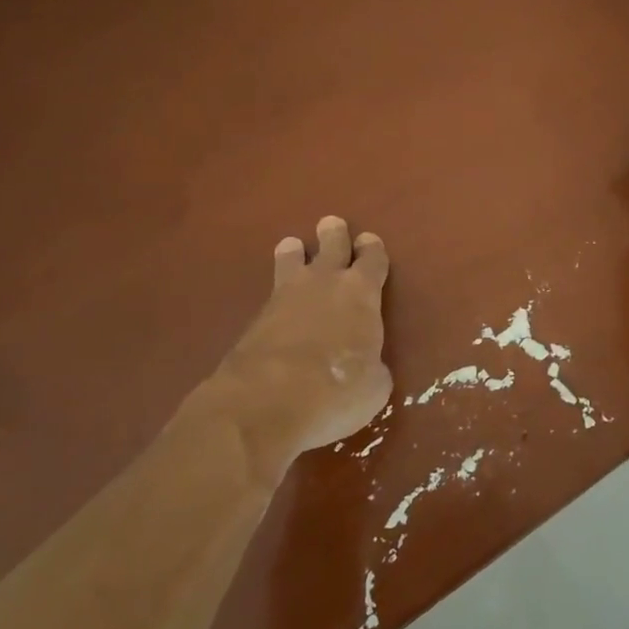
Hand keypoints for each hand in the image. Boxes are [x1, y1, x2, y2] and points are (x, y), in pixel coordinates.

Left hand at [193, 216, 391, 467]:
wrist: (265, 403)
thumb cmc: (337, 390)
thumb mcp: (374, 385)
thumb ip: (372, 365)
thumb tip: (366, 366)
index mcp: (361, 292)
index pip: (373, 259)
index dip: (373, 250)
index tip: (370, 242)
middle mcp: (323, 283)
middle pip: (330, 245)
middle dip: (333, 234)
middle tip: (331, 224)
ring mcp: (284, 298)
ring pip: (291, 261)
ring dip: (295, 253)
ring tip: (293, 246)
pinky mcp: (254, 320)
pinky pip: (272, 295)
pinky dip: (278, 294)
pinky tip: (278, 301)